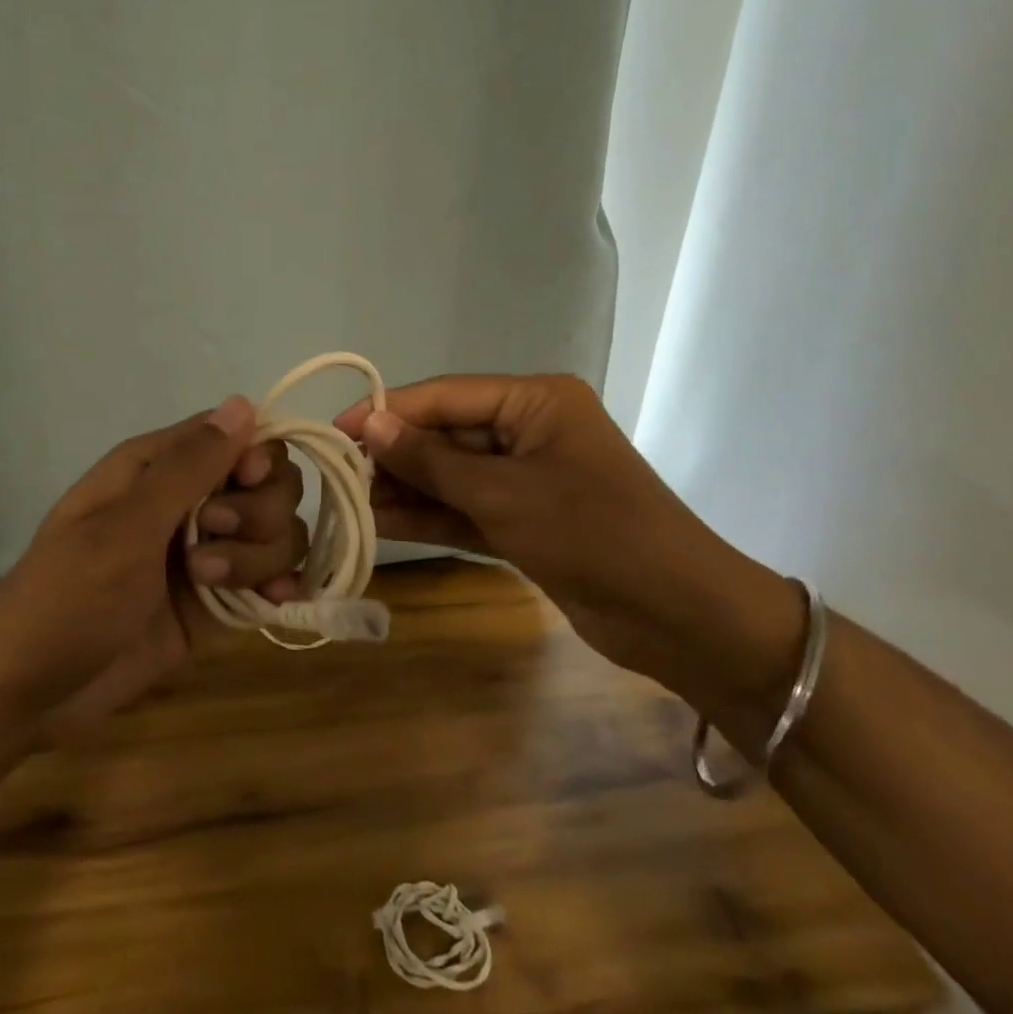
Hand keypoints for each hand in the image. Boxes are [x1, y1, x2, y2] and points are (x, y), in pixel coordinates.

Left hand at [0, 396, 307, 741]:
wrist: (30, 690)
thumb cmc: (68, 594)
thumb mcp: (126, 526)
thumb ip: (189, 468)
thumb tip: (243, 402)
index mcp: (160, 467)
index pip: (240, 437)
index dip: (257, 458)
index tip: (245, 485)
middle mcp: (191, 502)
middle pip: (270, 483)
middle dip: (257, 514)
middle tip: (208, 541)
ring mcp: (208, 552)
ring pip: (276, 531)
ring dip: (259, 556)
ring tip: (210, 585)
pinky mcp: (218, 600)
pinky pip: (271, 577)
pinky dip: (280, 585)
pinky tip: (274, 602)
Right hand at [334, 374, 799, 706]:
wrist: (677, 617)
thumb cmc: (591, 533)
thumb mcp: (503, 493)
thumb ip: (432, 461)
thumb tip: (369, 426)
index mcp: (535, 401)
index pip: (445, 396)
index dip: (388, 411)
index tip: (335, 429)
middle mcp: (529, 430)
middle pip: (446, 434)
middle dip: (395, 455)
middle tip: (337, 474)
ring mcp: (527, 478)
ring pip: (452, 475)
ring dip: (407, 488)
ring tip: (350, 502)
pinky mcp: (525, 520)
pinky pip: (466, 508)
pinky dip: (430, 516)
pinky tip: (382, 523)